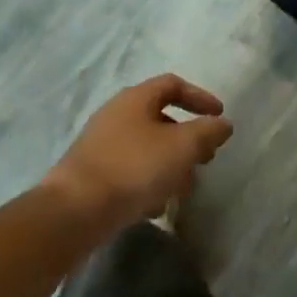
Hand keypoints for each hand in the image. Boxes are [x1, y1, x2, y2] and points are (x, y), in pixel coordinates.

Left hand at [42, 75, 233, 235]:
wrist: (73, 212)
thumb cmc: (133, 168)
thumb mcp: (182, 147)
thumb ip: (207, 132)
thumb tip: (223, 124)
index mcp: (135, 98)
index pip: (173, 84)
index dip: (200, 97)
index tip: (219, 116)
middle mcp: (116, 114)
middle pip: (160, 117)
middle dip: (187, 138)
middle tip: (205, 158)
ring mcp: (100, 145)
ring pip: (146, 147)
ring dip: (170, 164)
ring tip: (184, 189)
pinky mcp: (91, 174)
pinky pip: (129, 170)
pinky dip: (149, 181)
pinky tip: (156, 206)